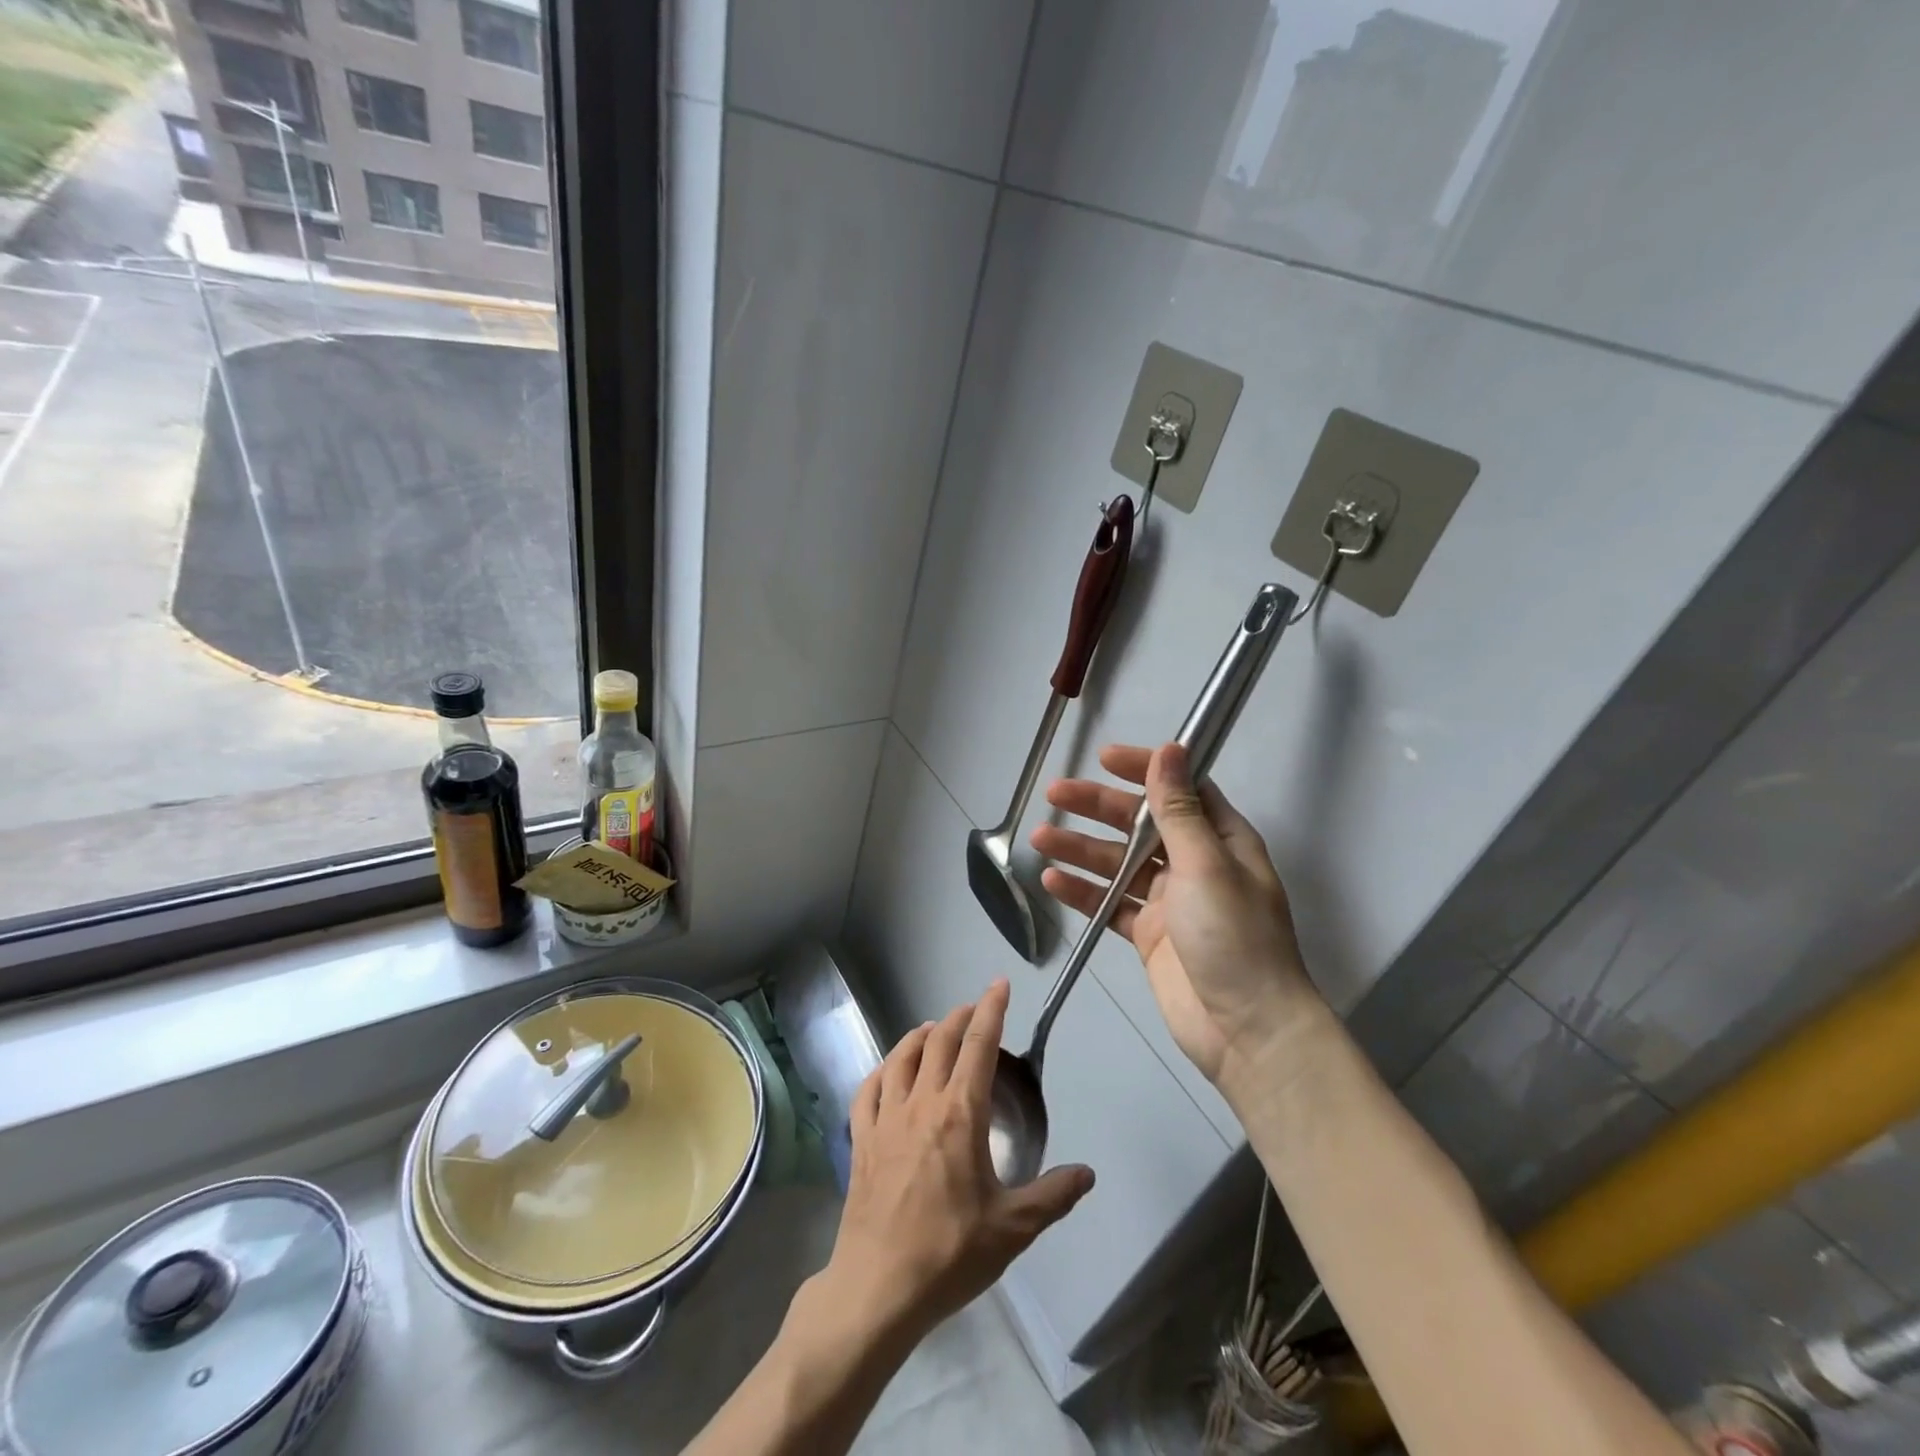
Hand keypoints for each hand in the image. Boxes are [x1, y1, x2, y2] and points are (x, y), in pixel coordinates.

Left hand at [818, 981, 1094, 1341]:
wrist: (879, 1286)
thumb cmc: (950, 1253)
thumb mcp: (1012, 1229)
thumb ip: (1053, 1196)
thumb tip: (1087, 1174)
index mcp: (960, 1113)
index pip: (979, 1045)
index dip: (991, 1009)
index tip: (999, 983)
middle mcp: (921, 1102)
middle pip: (940, 1042)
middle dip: (959, 1017)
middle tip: (973, 1009)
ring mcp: (885, 1118)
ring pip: (901, 1057)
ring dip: (920, 1036)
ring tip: (934, 1030)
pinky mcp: (861, 1138)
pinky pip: (868, 1089)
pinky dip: (881, 1069)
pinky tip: (888, 1071)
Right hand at [1032, 742, 1325, 1083]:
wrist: (1246, 1029)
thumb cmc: (1234, 936)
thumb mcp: (1206, 865)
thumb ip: (1177, 810)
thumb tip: (1170, 749)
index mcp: (1221, 840)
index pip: (1179, 789)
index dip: (1144, 769)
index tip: (1103, 758)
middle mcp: (1194, 863)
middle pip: (1139, 824)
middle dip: (1097, 807)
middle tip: (1054, 793)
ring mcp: (1168, 900)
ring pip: (1117, 863)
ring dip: (1080, 849)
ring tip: (1040, 838)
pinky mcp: (1148, 934)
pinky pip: (1109, 904)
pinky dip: (1083, 892)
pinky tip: (1052, 882)